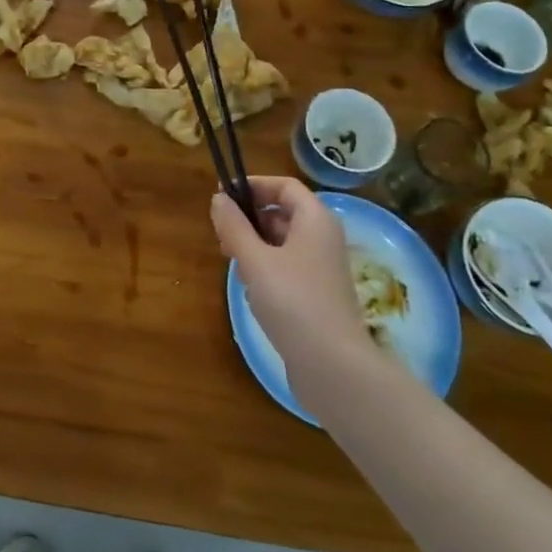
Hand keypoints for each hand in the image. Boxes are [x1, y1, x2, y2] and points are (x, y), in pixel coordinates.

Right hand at [211, 177, 362, 361]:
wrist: (332, 366)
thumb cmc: (293, 302)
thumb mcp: (255, 260)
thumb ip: (234, 226)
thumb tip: (219, 198)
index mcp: (315, 220)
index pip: (284, 186)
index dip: (253, 185)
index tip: (222, 196)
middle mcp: (323, 238)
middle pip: (282, 213)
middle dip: (249, 220)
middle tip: (221, 236)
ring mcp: (322, 268)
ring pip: (282, 242)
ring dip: (254, 246)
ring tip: (233, 264)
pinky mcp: (317, 294)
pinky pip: (287, 267)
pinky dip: (266, 269)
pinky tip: (251, 290)